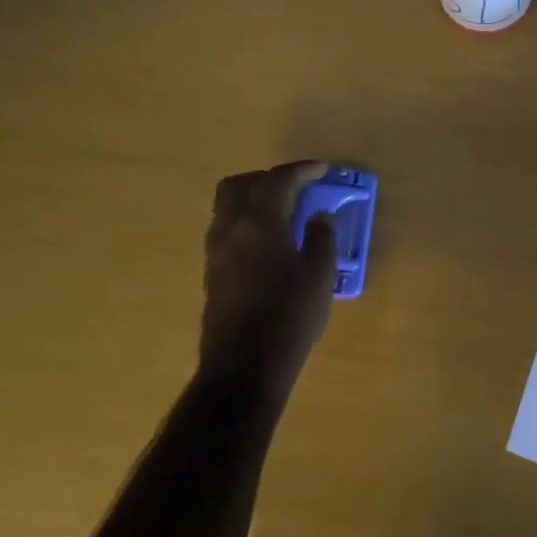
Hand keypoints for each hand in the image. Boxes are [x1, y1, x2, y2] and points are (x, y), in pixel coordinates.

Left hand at [199, 162, 338, 391]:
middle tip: (296, 188)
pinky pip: (227, 231)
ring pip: (227, 208)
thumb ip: (322, 237)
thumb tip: (319, 219)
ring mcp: (215, 253)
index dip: (303, 170)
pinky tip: (271, 244)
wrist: (244, 366)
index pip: (278, 180)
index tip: (324, 169)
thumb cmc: (289, 315)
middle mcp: (230, 229)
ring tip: (285, 214)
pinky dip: (247, 224)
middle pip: (239, 185)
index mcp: (259, 222)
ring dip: (254, 200)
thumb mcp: (320, 273)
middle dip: (267, 178)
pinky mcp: (212, 275)